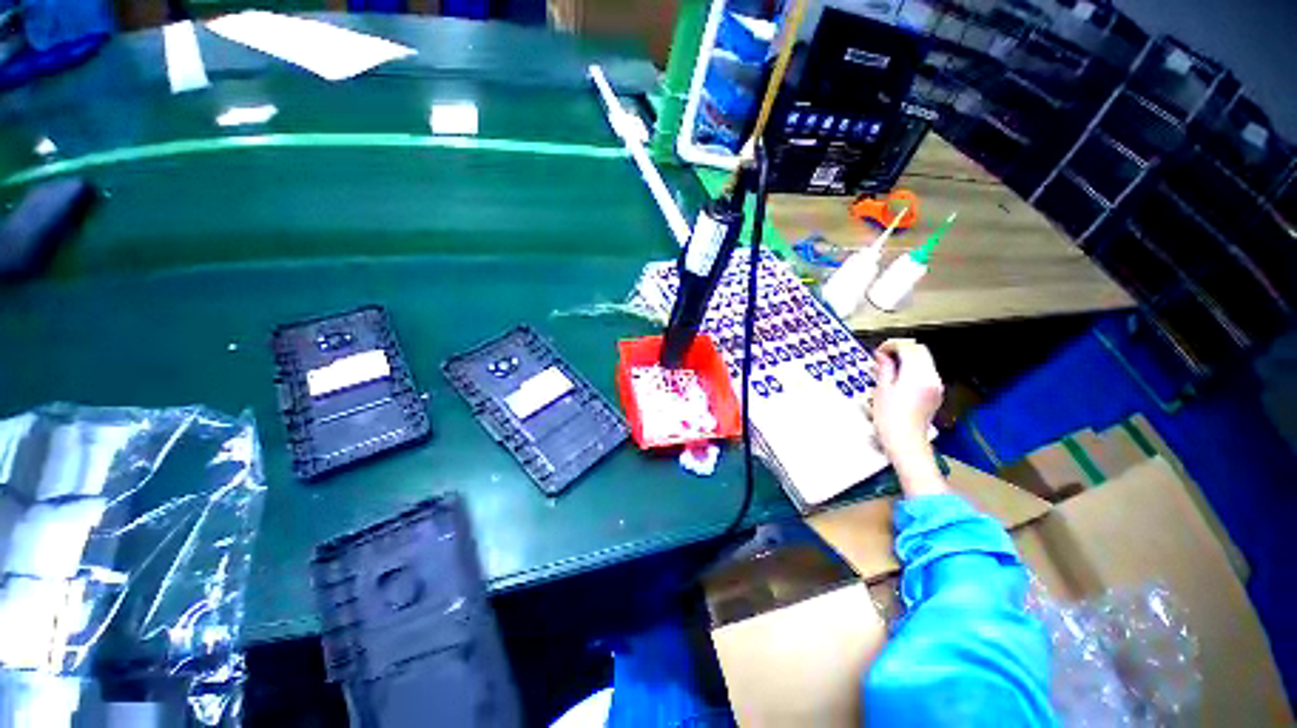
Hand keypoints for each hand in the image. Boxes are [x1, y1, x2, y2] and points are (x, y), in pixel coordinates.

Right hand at [871, 339, 943, 462]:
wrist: (906, 440)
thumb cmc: (889, 417)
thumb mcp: (881, 390)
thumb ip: (885, 368)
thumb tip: (882, 355)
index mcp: (917, 375)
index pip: (908, 348)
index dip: (892, 345)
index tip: (879, 352)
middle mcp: (931, 377)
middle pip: (920, 350)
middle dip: (902, 349)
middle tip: (884, 357)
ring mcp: (936, 385)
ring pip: (924, 360)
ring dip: (908, 358)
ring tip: (890, 368)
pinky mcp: (936, 392)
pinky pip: (927, 372)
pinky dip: (914, 369)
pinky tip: (900, 379)